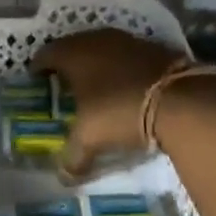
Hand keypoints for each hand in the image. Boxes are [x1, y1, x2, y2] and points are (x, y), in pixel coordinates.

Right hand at [31, 28, 184, 174]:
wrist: (179, 99)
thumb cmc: (120, 111)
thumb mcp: (91, 138)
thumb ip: (73, 155)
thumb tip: (63, 176)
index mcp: (74, 54)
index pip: (46, 54)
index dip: (38, 66)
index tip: (35, 78)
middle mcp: (97, 39)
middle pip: (74, 46)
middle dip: (67, 62)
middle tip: (63, 81)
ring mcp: (127, 40)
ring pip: (102, 47)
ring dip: (96, 62)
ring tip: (94, 83)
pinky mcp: (152, 46)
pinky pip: (127, 54)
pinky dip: (121, 65)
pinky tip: (125, 83)